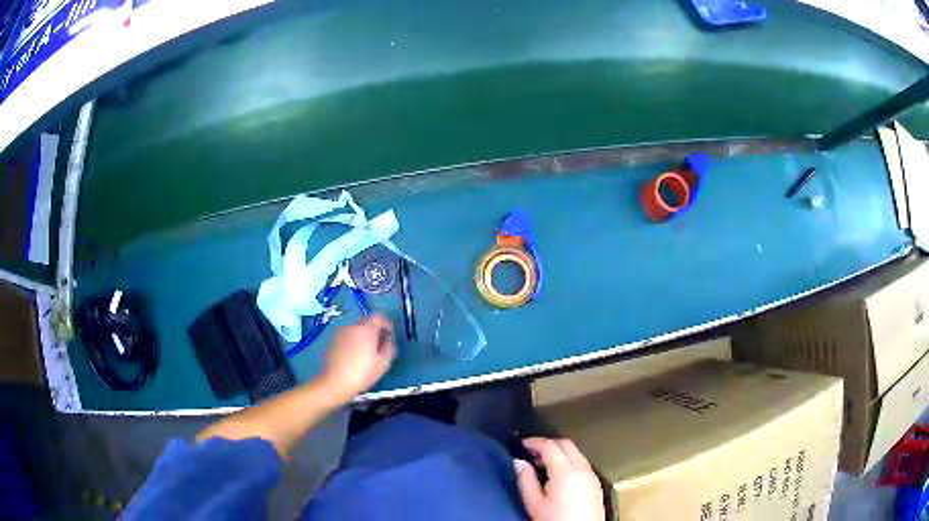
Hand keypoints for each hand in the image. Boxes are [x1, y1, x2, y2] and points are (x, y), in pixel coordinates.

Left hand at [320, 314, 395, 401]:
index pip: (379, 317)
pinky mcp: (333, 341)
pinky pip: (347, 336)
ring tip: (366, 353)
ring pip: (356, 329)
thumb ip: (389, 347)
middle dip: (374, 330)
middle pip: (367, 321)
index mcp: (367, 329)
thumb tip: (388, 341)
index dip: (386, 324)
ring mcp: (341, 333)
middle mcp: (353, 327)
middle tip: (378, 345)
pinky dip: (353, 342)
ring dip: (363, 336)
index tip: (388, 336)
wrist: (336, 382)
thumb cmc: (363, 372)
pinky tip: (354, 356)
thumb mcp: (383, 362)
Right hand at [515, 437, 604, 520]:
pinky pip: (582, 462)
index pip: (550, 446)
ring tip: (542, 463)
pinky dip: (569, 460)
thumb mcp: (534, 503)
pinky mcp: (596, 483)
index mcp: (566, 471)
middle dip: (548, 443)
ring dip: (560, 451)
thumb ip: (526, 480)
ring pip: (576, 452)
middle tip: (531, 450)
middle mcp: (582, 468)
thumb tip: (518, 462)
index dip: (535, 442)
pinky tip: (558, 473)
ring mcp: (592, 475)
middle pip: (566, 444)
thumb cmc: (554, 520)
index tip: (522, 443)